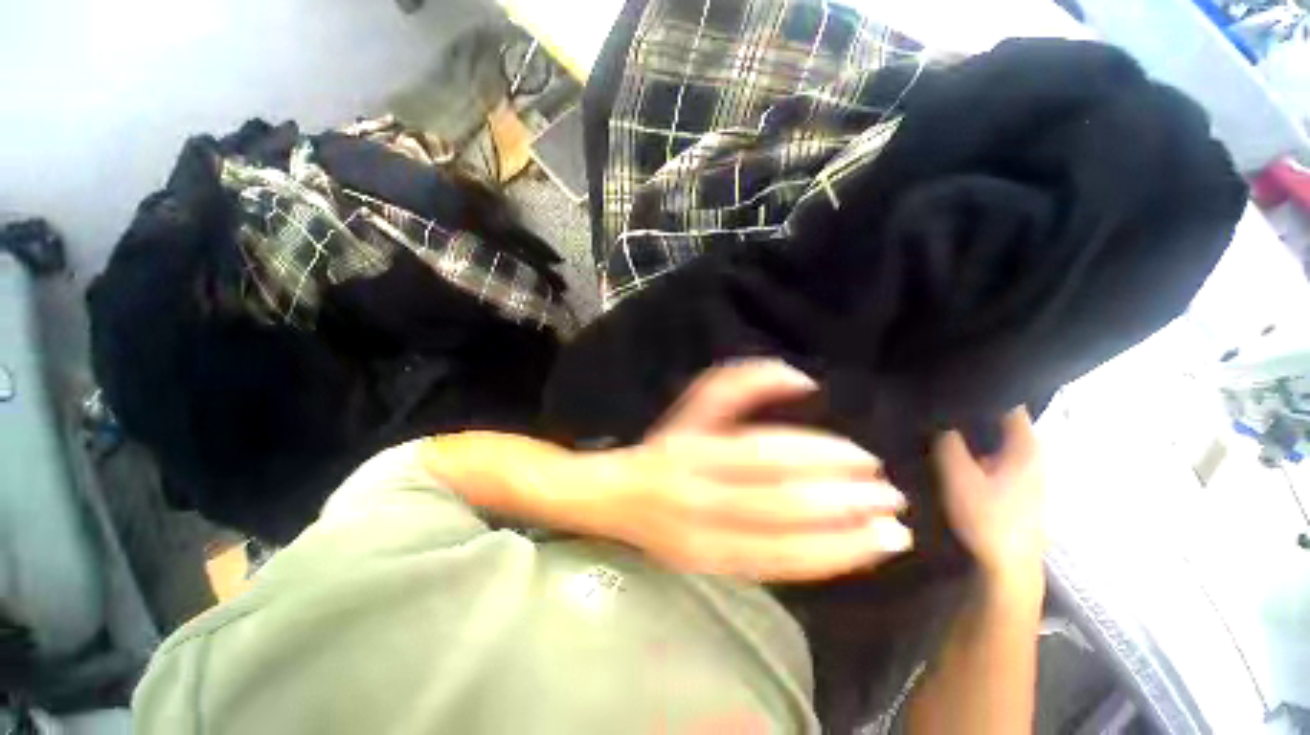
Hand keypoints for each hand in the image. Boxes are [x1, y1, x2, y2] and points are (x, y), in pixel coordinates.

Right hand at [590, 360, 912, 580]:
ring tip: (892, 535)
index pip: (764, 454)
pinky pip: (773, 571)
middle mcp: (700, 497)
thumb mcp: (695, 404)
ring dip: (842, 542)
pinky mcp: (711, 568)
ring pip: (782, 547)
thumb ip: (742, 381)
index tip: (865, 459)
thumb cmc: (663, 443)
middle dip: (842, 501)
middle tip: (891, 497)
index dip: (818, 457)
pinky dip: (819, 565)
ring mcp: (705, 541)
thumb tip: (802, 380)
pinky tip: (855, 556)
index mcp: (694, 450)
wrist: (615, 497)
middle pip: (779, 503)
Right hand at [933, 407, 1045, 585]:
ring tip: (940, 428)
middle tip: (938, 408)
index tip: (950, 388)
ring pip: (996, 439)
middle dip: (971, 413)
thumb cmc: (987, 518)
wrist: (1007, 566)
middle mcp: (1032, 453)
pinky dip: (976, 450)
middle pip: (1001, 420)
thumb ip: (948, 441)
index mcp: (1026, 446)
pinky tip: (954, 457)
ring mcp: (1027, 471)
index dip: (981, 393)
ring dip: (972, 434)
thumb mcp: (958, 476)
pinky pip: (994, 455)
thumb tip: (939, 415)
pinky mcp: (1018, 486)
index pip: (1009, 402)